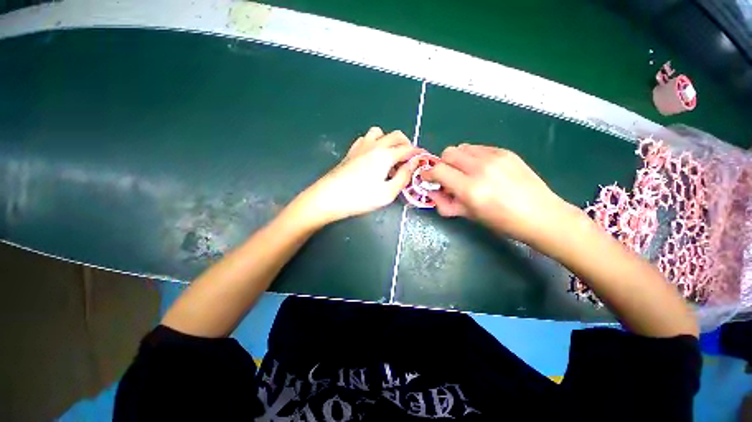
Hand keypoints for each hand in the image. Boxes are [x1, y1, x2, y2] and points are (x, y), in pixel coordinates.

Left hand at [291, 127, 421, 226]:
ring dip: (388, 141)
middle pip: (395, 135)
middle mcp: (374, 145)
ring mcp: (360, 146)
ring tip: (389, 157)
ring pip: (379, 133)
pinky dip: (374, 143)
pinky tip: (372, 157)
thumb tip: (414, 164)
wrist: (329, 197)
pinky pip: (365, 139)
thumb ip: (403, 177)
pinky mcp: (351, 152)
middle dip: (406, 144)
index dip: (417, 154)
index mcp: (385, 154)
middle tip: (408, 160)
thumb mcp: (388, 193)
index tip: (423, 161)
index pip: (408, 149)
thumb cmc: (360, 198)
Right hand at [422, 144, 576, 245]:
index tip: (427, 178)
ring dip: (457, 159)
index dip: (428, 173)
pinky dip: (472, 157)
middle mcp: (481, 168)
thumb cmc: (502, 222)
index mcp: (470, 189)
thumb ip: (445, 203)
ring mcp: (495, 157)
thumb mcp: (468, 216)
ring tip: (465, 172)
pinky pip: (478, 148)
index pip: (438, 170)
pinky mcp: (505, 152)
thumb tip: (432, 192)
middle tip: (448, 177)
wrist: (541, 215)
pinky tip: (482, 169)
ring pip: (462, 147)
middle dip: (442, 164)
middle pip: (448, 153)